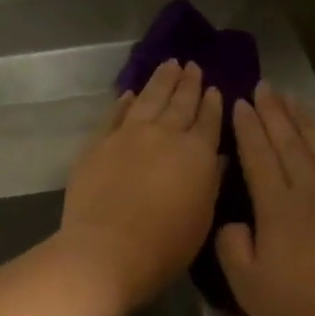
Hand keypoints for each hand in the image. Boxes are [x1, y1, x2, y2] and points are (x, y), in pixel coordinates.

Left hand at [60, 60, 223, 311]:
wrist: (107, 249)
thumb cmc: (164, 245)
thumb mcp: (202, 219)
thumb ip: (210, 183)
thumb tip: (216, 158)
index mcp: (197, 153)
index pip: (209, 120)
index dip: (213, 103)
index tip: (215, 88)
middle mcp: (165, 134)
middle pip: (180, 102)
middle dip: (189, 83)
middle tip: (192, 66)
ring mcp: (128, 135)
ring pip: (149, 99)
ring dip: (161, 80)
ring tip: (169, 65)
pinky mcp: (98, 143)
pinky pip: (115, 114)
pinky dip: (124, 101)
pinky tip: (130, 93)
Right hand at [216, 85, 314, 315]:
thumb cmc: (301, 307)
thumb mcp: (247, 284)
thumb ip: (232, 247)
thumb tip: (234, 223)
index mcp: (279, 205)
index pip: (259, 155)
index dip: (247, 128)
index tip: (239, 102)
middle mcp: (312, 190)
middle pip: (290, 142)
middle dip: (274, 113)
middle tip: (264, 87)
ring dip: (303, 120)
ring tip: (292, 101)